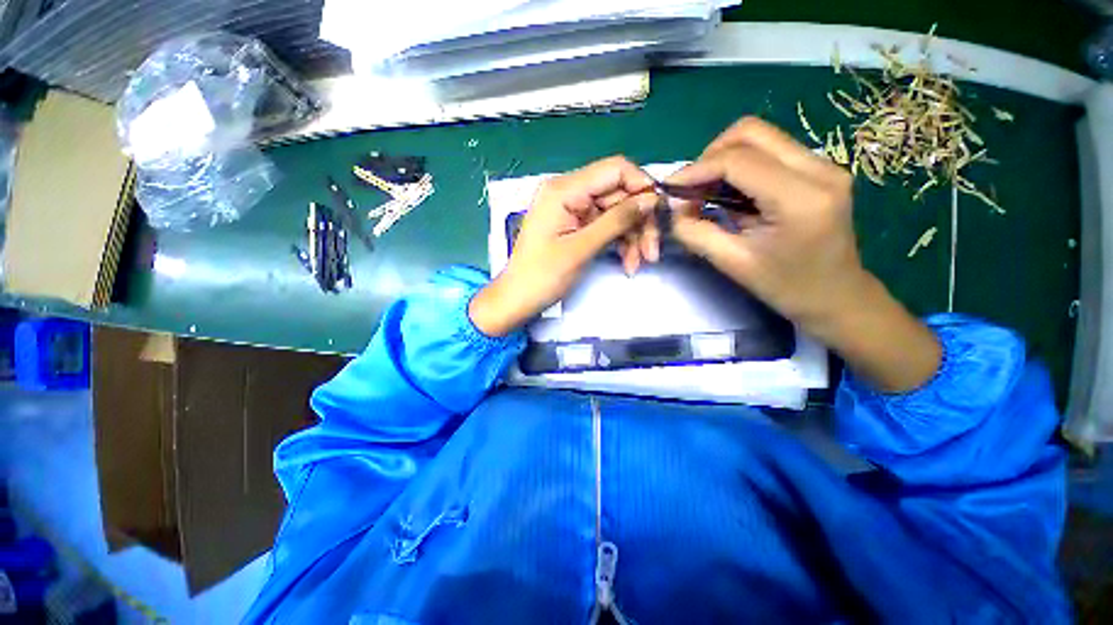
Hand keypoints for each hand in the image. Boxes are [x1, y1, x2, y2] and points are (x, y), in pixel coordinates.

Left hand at [470, 156, 658, 336]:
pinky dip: (620, 243)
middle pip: (619, 194)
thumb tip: (651, 199)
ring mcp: (573, 210)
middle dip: (639, 222)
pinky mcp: (576, 226)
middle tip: (652, 252)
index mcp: (564, 189)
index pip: (615, 170)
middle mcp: (569, 192)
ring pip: (616, 213)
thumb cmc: (542, 276)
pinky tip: (628, 263)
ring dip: (632, 236)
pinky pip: (607, 227)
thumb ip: (617, 221)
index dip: (642, 187)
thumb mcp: (581, 248)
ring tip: (639, 263)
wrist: (518, 299)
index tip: (659, 214)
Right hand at [668, 117, 939, 391]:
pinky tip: (730, 193)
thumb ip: (695, 233)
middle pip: (751, 132)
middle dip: (710, 156)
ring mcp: (824, 165)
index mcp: (799, 198)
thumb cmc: (786, 287)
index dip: (696, 170)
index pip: (737, 161)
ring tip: (707, 192)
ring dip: (724, 159)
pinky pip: (770, 151)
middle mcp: (819, 169)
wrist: (837, 297)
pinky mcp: (820, 169)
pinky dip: (740, 166)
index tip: (669, 189)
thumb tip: (672, 209)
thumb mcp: (732, 263)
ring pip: (761, 137)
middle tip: (691, 189)